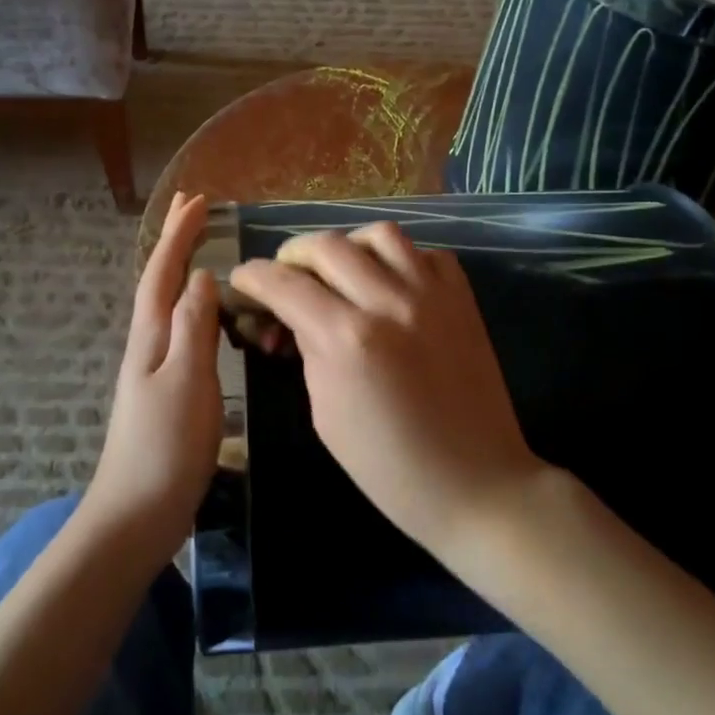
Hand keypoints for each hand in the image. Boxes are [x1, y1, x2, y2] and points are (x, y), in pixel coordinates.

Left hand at [84, 191, 222, 559]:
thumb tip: (202, 277)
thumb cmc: (165, 447)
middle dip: (174, 243)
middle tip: (193, 207)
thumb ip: (193, 328)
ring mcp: (156, 369)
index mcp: (151, 338)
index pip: (163, 273)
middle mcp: (149, 346)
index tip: (197, 199)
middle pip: (160, 282)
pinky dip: (193, 307)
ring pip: (169, 305)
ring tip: (202, 250)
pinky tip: (207, 317)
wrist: (138, 513)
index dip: (178, 235)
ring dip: (183, 270)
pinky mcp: (168, 392)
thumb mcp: (185, 382)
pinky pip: (181, 331)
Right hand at [228, 224, 546, 554]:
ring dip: (348, 246)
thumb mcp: (325, 412)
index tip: (242, 281)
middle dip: (292, 255)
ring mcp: (432, 294)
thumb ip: (309, 350)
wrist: (473, 481)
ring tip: (339, 270)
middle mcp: (388, 302)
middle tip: (285, 276)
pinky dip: (400, 259)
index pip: (283, 284)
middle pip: (326, 245)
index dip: (252, 277)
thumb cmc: (387, 465)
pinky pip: (426, 253)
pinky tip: (391, 284)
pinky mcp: (463, 298)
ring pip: (379, 234)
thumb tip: (294, 316)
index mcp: (346, 339)